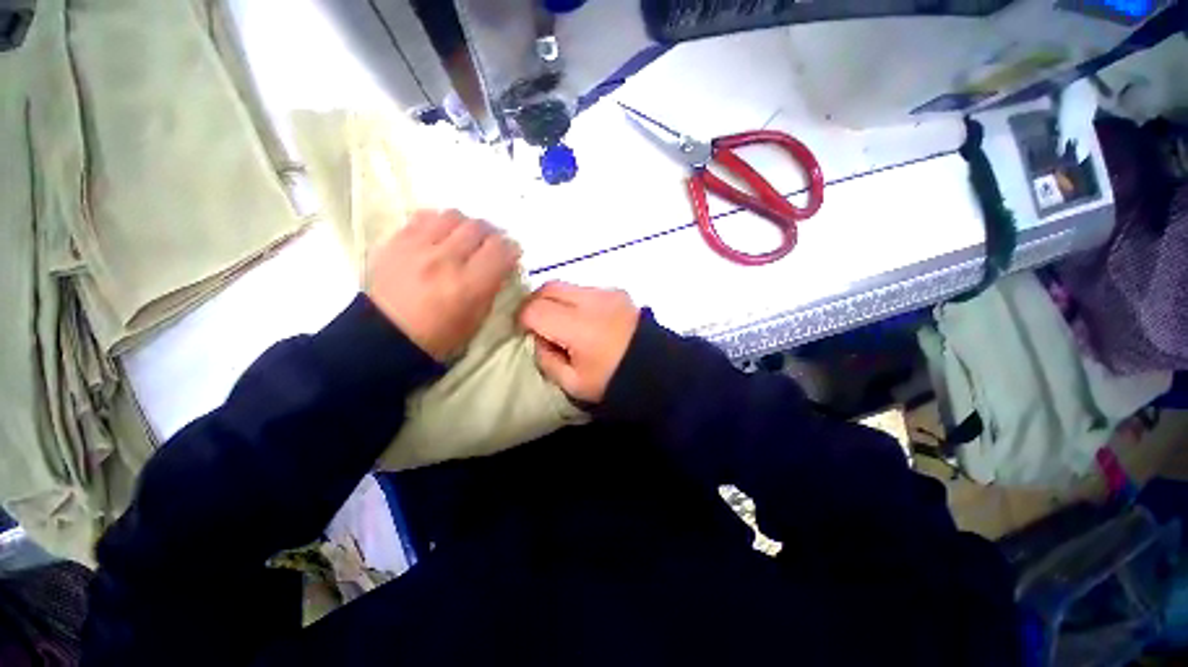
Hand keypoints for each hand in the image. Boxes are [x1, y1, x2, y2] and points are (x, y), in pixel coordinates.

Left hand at [367, 209, 518, 360]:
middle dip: (491, 235)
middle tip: (489, 246)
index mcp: (469, 285)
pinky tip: (440, 236)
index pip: (501, 249)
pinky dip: (439, 223)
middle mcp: (445, 260)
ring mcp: (417, 247)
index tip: (510, 255)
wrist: (386, 337)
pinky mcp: (396, 241)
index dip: (511, 249)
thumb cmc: (440, 336)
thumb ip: (492, 287)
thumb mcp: (477, 318)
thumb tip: (501, 264)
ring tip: (464, 238)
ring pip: (453, 216)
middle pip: (479, 227)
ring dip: (465, 225)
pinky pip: (425, 216)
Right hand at [518, 282, 639, 402]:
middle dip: (535, 303)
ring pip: (566, 285)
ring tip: (561, 322)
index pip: (536, 310)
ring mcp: (607, 293)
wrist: (659, 370)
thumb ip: (547, 360)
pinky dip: (575, 300)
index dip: (523, 320)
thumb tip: (538, 338)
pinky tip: (583, 319)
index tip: (526, 333)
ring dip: (556, 300)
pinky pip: (585, 289)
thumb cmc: (614, 382)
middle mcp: (592, 302)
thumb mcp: (574, 384)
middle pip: (548, 288)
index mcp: (579, 328)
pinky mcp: (618, 292)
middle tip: (536, 323)